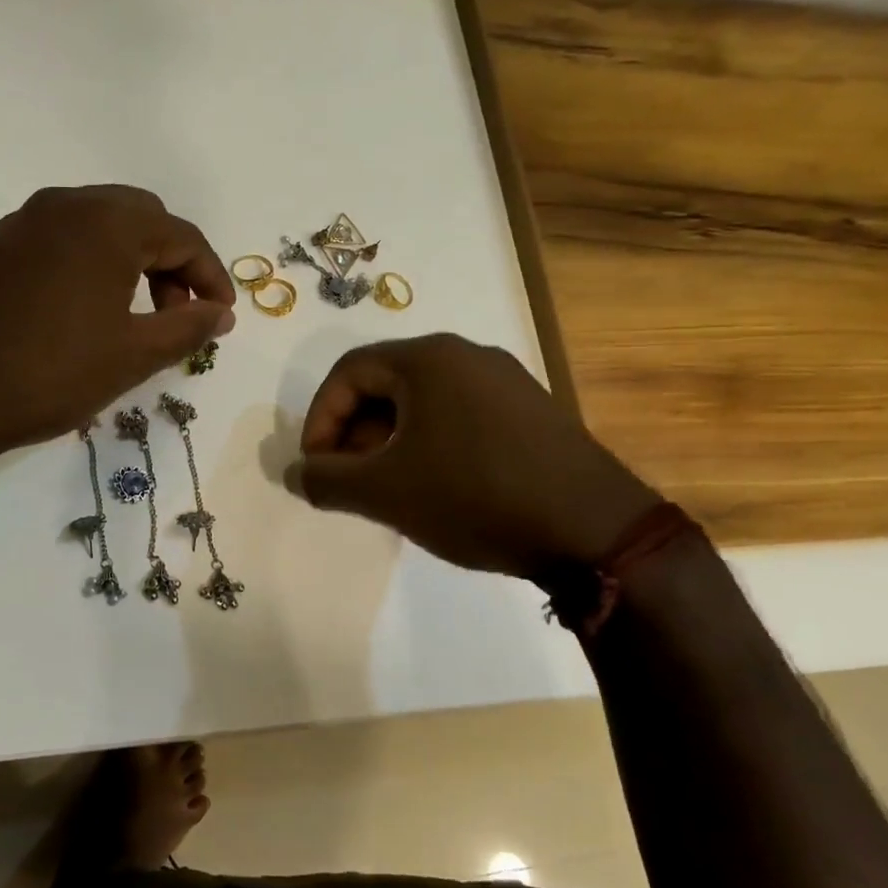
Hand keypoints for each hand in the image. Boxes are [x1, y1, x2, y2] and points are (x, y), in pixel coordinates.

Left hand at [0, 186, 235, 463]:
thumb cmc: (49, 374)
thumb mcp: (132, 356)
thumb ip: (188, 328)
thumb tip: (221, 313)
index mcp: (107, 223)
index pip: (182, 235)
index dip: (211, 276)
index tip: (220, 316)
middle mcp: (63, 205)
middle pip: (138, 219)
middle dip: (169, 263)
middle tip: (176, 313)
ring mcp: (18, 223)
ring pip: (93, 227)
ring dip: (126, 262)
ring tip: (130, 315)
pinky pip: (53, 242)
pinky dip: (83, 266)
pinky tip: (74, 312)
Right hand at [293, 334, 660, 580]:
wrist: (593, 531)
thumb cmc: (473, 496)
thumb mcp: (384, 491)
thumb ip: (326, 479)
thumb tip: (294, 474)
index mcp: (428, 358)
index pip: (348, 372)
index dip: (319, 419)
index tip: (317, 467)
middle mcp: (467, 356)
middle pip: (385, 384)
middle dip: (353, 433)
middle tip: (347, 480)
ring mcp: (506, 382)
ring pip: (422, 403)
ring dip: (388, 441)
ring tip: (386, 489)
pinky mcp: (531, 413)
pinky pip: (458, 416)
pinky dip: (428, 445)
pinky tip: (433, 488)